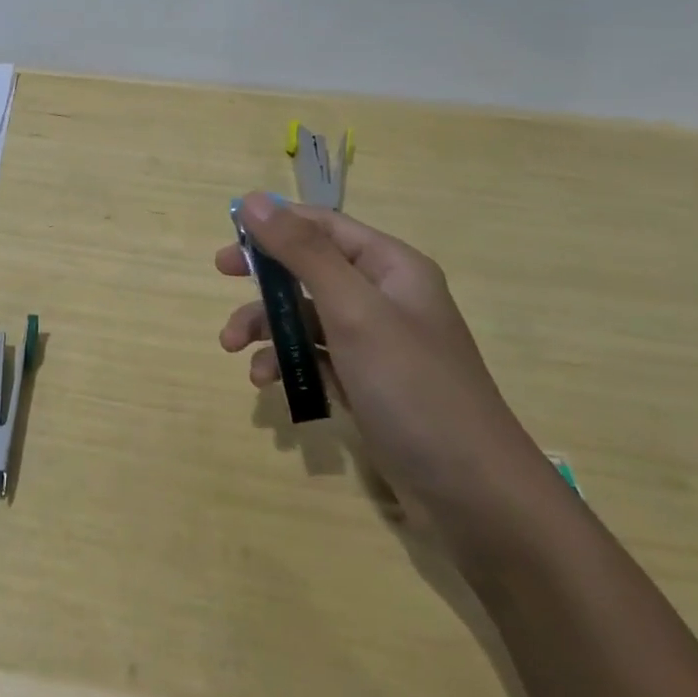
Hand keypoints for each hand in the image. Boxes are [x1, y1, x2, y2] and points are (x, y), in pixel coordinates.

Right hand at [218, 193, 558, 533]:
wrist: (475, 496)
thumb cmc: (413, 389)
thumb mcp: (354, 311)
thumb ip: (302, 253)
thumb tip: (254, 200)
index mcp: (390, 267)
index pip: (323, 225)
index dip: (275, 223)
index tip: (230, 234)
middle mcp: (384, 296)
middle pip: (310, 268)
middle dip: (264, 275)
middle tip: (222, 275)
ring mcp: (376, 343)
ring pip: (306, 315)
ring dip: (268, 326)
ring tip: (233, 349)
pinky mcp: (367, 383)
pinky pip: (316, 357)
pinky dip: (288, 363)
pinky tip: (268, 384)